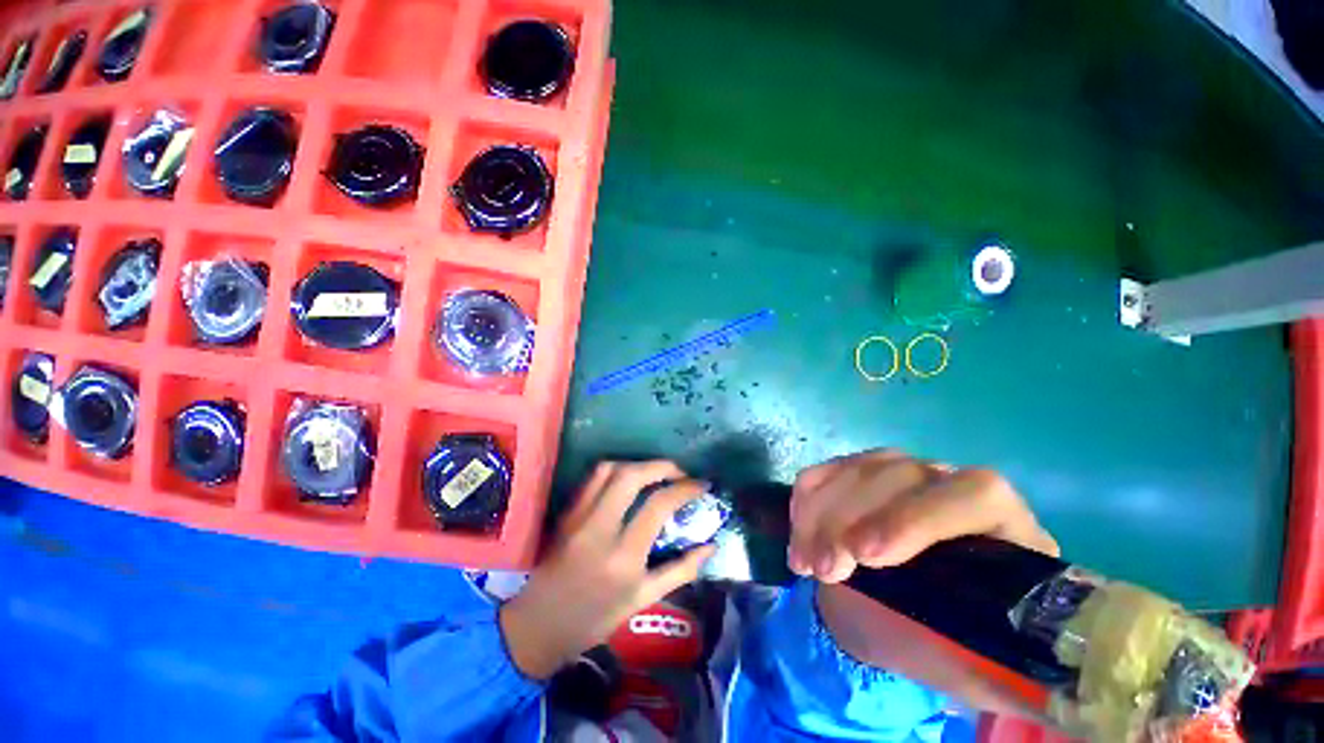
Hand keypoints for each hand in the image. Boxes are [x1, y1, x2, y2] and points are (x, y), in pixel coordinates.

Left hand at [499, 461, 715, 680]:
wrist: (539, 626)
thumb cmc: (595, 620)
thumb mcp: (643, 600)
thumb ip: (681, 570)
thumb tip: (711, 546)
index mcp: (623, 556)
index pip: (658, 505)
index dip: (686, 488)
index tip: (702, 485)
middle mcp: (600, 528)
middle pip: (632, 475)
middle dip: (662, 466)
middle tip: (680, 473)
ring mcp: (579, 516)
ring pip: (610, 469)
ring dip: (638, 464)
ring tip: (656, 473)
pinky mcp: (567, 511)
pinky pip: (593, 478)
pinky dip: (617, 469)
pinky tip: (629, 479)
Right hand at [788, 450, 1058, 716]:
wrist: (894, 618)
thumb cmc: (947, 643)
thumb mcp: (976, 668)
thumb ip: (997, 665)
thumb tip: (1031, 676)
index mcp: (1004, 528)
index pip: (976, 495)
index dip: (918, 517)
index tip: (869, 557)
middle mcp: (951, 488)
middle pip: (901, 473)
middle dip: (851, 518)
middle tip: (824, 571)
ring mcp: (899, 475)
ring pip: (857, 468)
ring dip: (821, 514)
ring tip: (805, 566)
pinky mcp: (857, 475)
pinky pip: (825, 472)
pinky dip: (804, 502)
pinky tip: (800, 537)